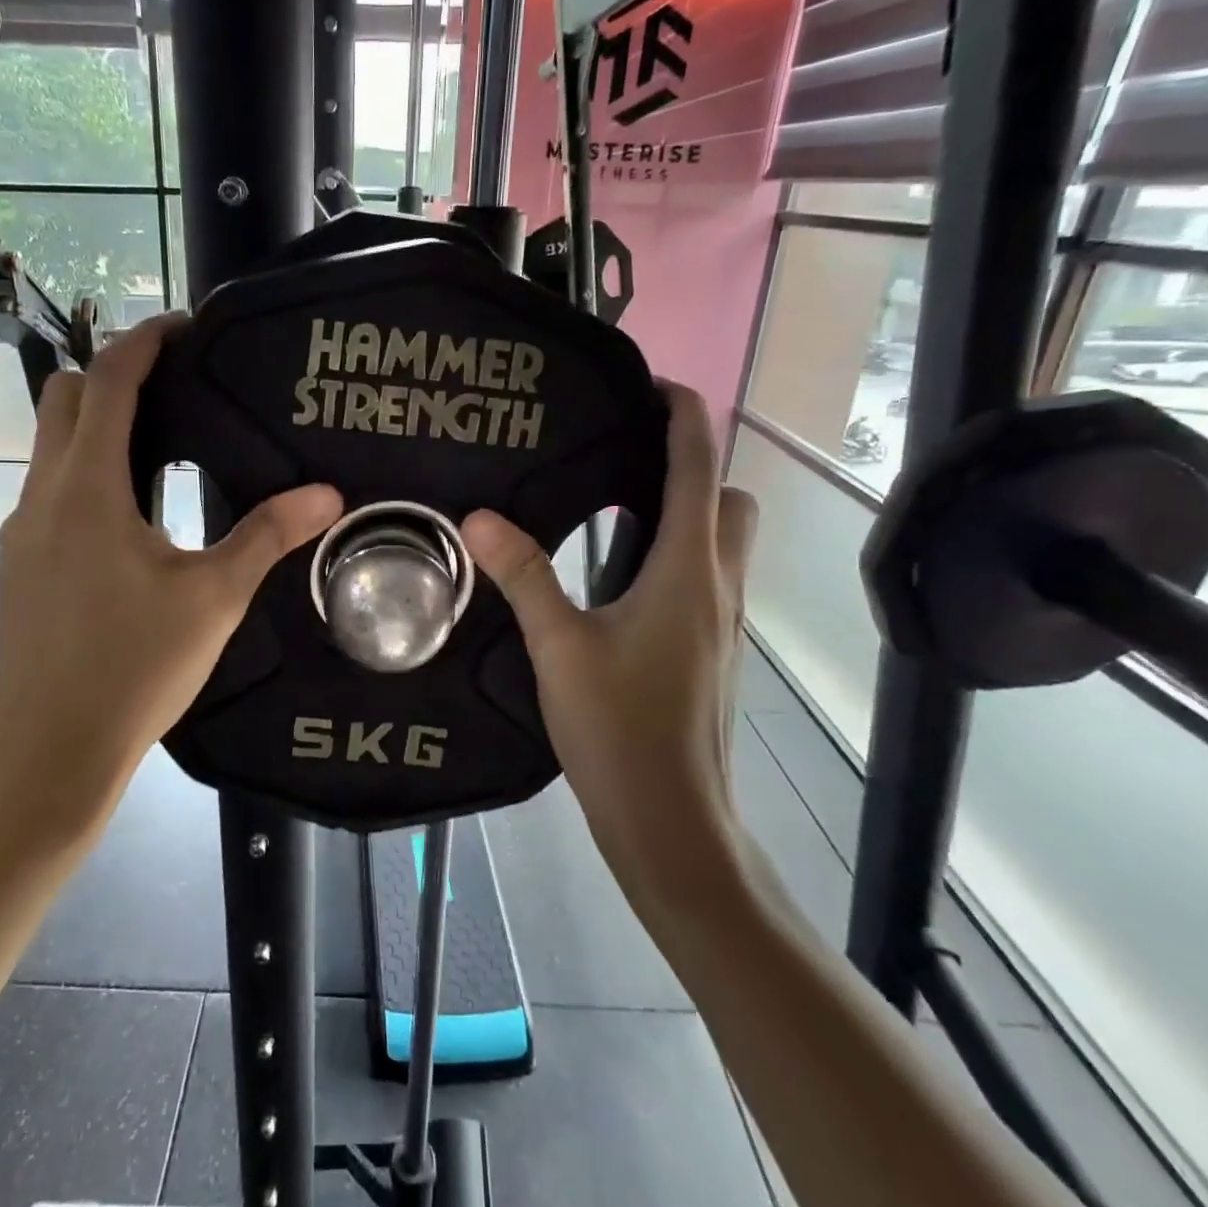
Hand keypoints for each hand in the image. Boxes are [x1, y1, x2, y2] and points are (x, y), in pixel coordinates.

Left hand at [0, 315, 342, 835]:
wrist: (53, 748)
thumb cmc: (137, 668)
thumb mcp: (215, 598)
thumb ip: (267, 536)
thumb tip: (328, 495)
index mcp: (90, 490)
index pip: (110, 383)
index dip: (145, 342)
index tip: (186, 328)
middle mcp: (44, 494)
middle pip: (66, 397)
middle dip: (114, 374)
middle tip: (175, 386)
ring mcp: (24, 528)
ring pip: (51, 442)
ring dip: (98, 422)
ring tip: (163, 438)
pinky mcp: (21, 560)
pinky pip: (50, 485)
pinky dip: (86, 466)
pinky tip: (132, 507)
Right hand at [461, 383, 757, 898]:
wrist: (672, 822)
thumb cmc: (619, 730)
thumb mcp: (558, 648)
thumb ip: (522, 577)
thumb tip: (480, 517)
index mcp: (686, 571)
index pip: (698, 468)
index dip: (683, 416)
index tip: (655, 384)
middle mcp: (718, 586)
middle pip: (728, 498)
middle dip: (691, 466)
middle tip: (624, 463)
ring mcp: (723, 622)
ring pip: (723, 541)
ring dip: (684, 513)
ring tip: (614, 512)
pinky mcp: (713, 651)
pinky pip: (706, 578)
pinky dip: (677, 556)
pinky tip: (619, 583)